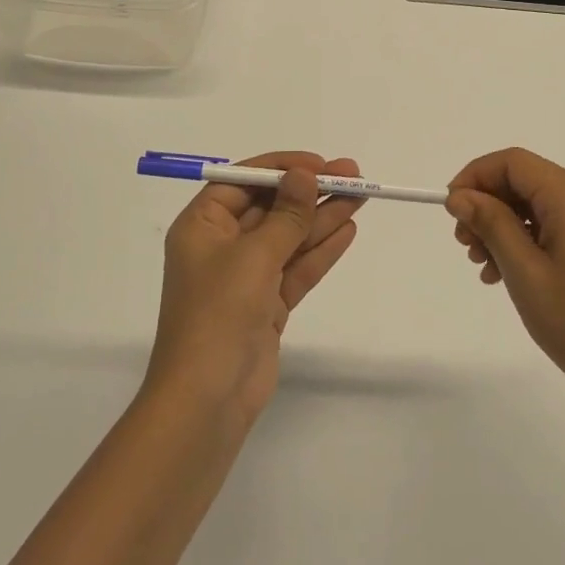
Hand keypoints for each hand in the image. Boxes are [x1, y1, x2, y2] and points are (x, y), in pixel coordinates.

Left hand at [145, 152, 363, 426]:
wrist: (207, 400)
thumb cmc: (218, 314)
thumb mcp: (253, 256)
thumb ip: (285, 215)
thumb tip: (304, 175)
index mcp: (202, 226)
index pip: (242, 182)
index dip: (281, 169)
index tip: (318, 164)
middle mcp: (221, 246)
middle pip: (270, 207)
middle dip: (309, 191)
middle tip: (352, 174)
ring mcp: (245, 278)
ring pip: (289, 237)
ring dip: (322, 216)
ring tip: (362, 195)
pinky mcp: (266, 305)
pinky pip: (296, 268)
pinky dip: (320, 250)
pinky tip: (348, 229)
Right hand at [446, 148, 564, 409]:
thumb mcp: (524, 271)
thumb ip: (490, 224)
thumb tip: (460, 196)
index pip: (514, 162)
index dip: (476, 176)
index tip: (451, 209)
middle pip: (525, 181)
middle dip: (487, 204)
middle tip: (463, 244)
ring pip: (536, 205)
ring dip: (502, 226)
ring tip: (481, 264)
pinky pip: (554, 226)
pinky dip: (524, 240)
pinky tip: (505, 274)